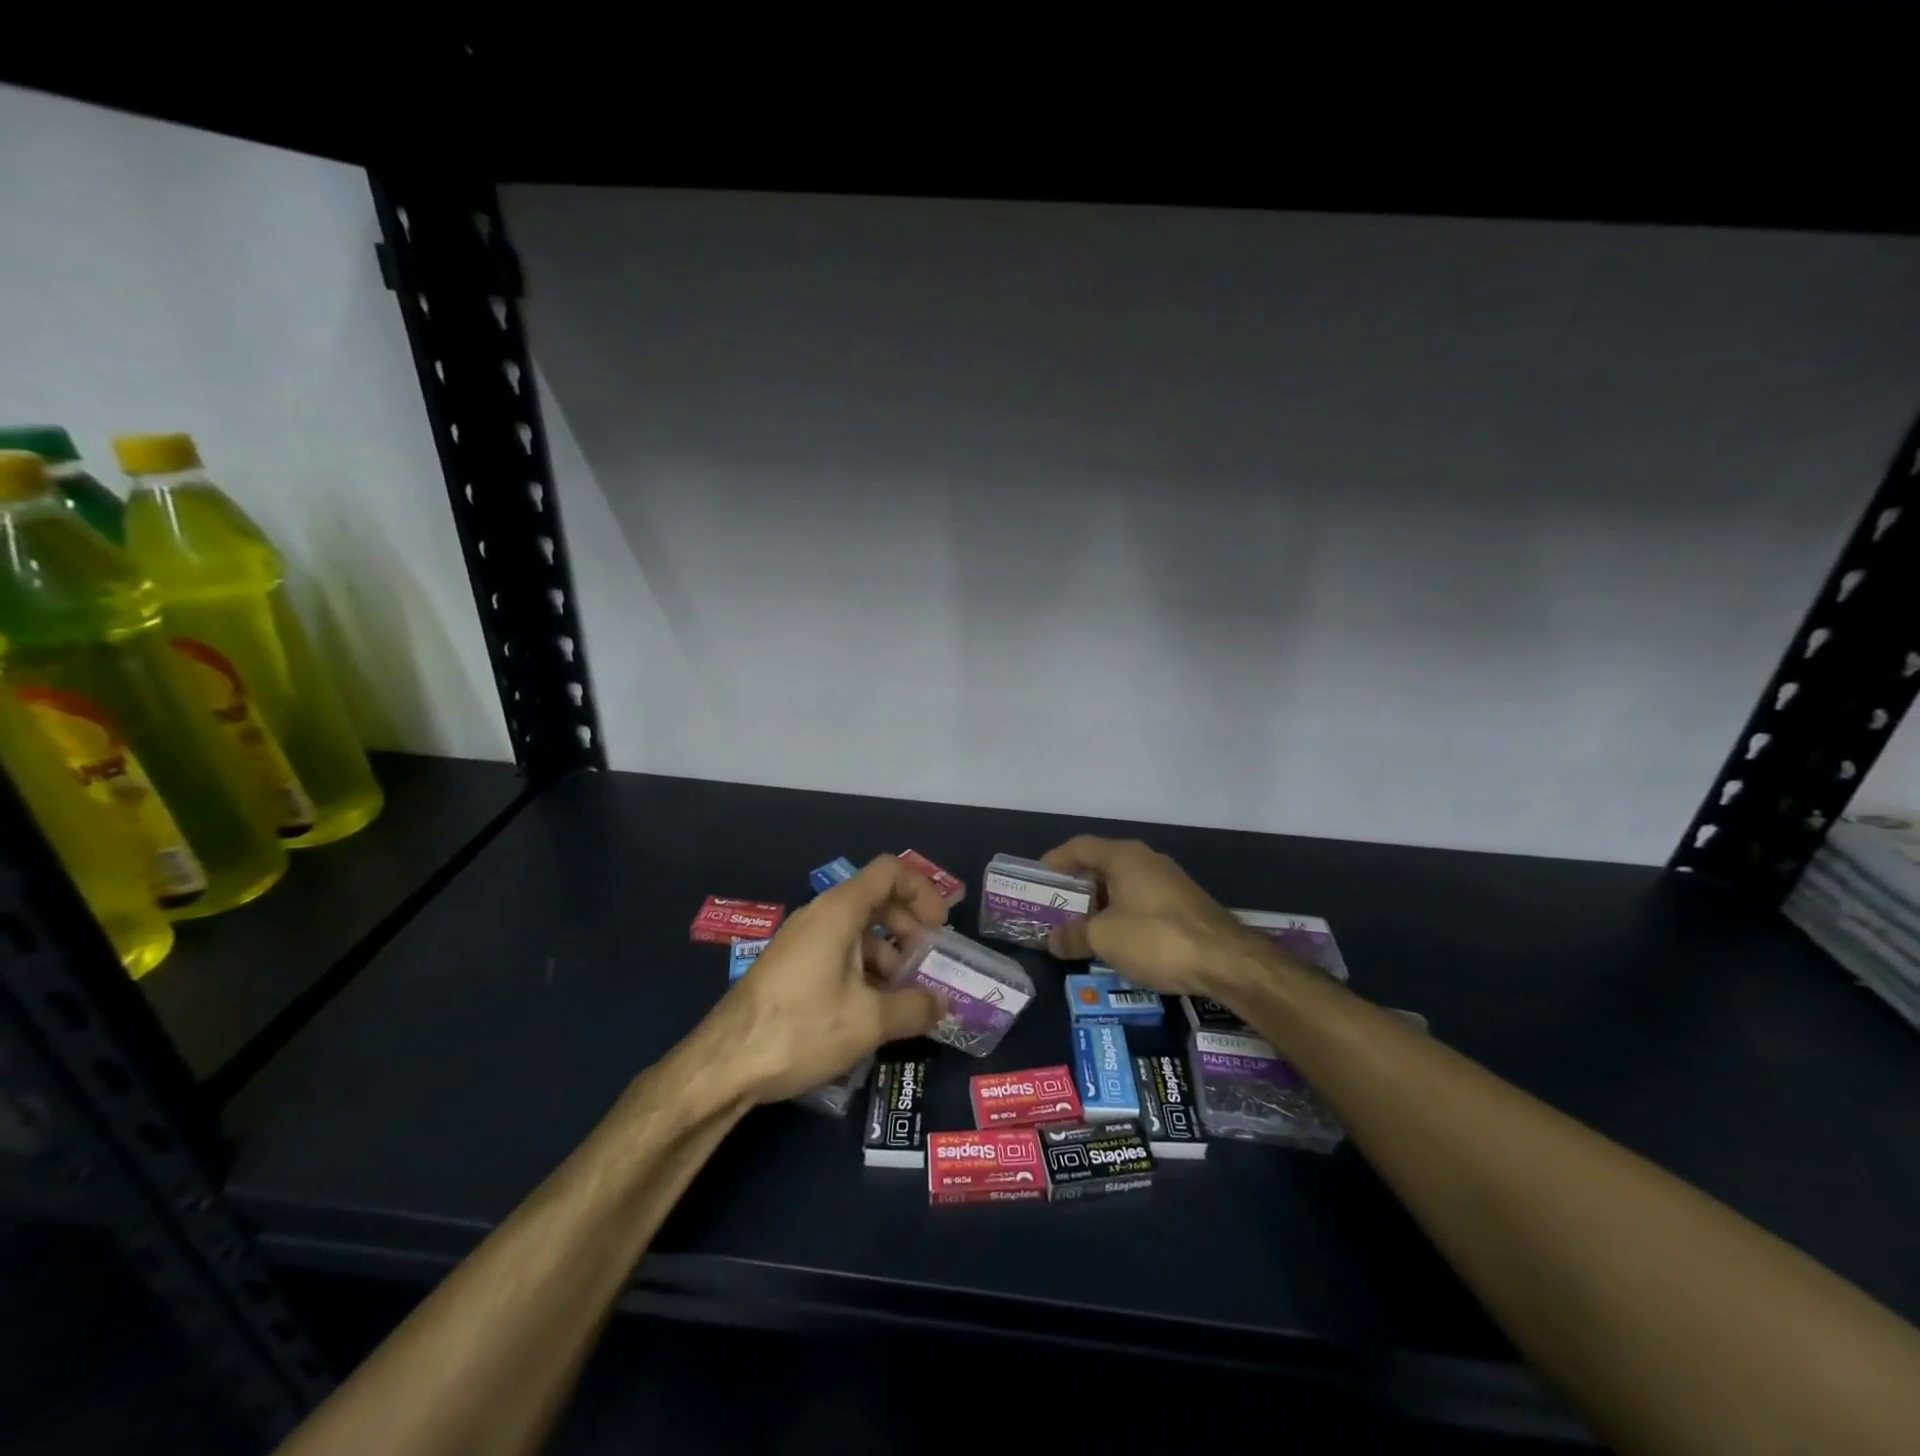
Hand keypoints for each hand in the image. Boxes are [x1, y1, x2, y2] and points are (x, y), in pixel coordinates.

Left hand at [705, 856, 949, 1103]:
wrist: (723, 1065)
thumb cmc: (802, 1029)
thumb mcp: (869, 1022)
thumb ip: (915, 1007)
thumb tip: (943, 1004)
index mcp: (839, 910)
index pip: (890, 872)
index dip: (922, 891)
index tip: (939, 929)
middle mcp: (820, 915)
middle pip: (876, 899)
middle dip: (909, 927)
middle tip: (927, 964)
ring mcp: (801, 940)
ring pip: (856, 929)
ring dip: (887, 953)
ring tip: (904, 995)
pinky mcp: (790, 966)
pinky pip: (837, 951)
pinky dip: (863, 968)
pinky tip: (871, 1009)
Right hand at [1041, 836, 1277, 998]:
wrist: (1227, 961)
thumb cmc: (1156, 937)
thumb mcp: (1104, 938)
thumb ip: (1074, 936)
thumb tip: (1053, 940)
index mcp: (1123, 856)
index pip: (1079, 847)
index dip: (1055, 861)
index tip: (1037, 879)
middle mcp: (1146, 860)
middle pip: (1101, 865)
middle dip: (1077, 888)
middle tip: (1055, 910)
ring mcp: (1169, 882)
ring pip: (1123, 886)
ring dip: (1100, 905)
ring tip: (1081, 930)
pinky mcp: (1185, 905)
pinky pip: (1142, 903)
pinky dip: (1123, 916)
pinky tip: (1118, 942)